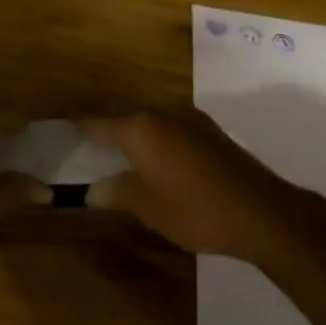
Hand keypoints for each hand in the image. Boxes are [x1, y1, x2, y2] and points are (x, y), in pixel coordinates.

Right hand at [81, 107, 307, 263]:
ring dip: (135, 132)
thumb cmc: (195, 209)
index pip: (99, 122)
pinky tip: (159, 158)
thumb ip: (117, 193)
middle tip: (90, 140)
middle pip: (125, 116)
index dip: (81, 125)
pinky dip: (158, 139)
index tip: (65, 123)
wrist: (260, 211)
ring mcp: (188, 119)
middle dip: (108, 127)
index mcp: (139, 128)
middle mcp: (161, 113)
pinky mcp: (209, 132)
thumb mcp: (148, 208)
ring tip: (122, 150)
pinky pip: (170, 128)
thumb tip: (92, 190)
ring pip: (150, 120)